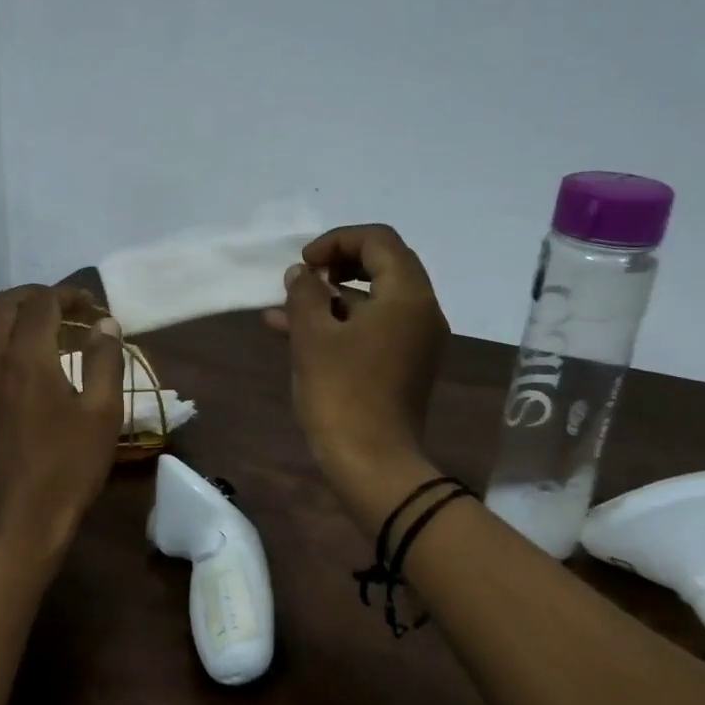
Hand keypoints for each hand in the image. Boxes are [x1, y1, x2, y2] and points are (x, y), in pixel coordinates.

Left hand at [0, 285, 124, 576]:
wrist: (14, 522)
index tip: (91, 306)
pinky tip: (8, 369)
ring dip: (3, 318)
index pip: (43, 302)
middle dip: (33, 297)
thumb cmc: (67, 468)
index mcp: (27, 356)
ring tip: (31, 333)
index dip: (69, 295)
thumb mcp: (102, 415)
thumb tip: (104, 325)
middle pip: (2, 305)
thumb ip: (104, 361)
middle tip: (62, 309)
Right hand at [267, 224, 448, 492]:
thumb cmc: (341, 392)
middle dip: (335, 265)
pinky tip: (293, 332)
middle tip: (301, 277)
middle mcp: (421, 311)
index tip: (304, 263)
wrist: (371, 463)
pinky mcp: (404, 363)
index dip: (337, 240)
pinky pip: (373, 327)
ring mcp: (416, 340)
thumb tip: (302, 274)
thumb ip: (304, 293)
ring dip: (331, 296)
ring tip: (283, 307)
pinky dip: (340, 322)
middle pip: (382, 265)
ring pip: (373, 299)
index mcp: (407, 296)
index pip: (378, 240)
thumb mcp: (312, 335)